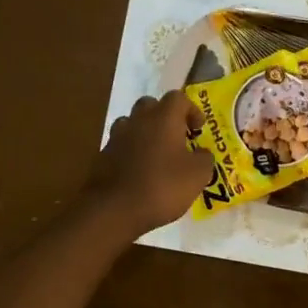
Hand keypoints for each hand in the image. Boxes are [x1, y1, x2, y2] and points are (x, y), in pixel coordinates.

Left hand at [84, 91, 216, 236]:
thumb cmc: (162, 186)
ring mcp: (117, 136)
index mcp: (163, 118)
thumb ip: (204, 158)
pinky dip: (131, 151)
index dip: (191, 110)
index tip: (198, 129)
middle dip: (165, 117)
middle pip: (151, 105)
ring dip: (145, 132)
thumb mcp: (197, 176)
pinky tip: (139, 171)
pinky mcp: (103, 155)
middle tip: (177, 137)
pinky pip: (121, 144)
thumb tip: (202, 153)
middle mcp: (138, 120)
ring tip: (156, 154)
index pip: (178, 98)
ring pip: (133, 123)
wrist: (114, 209)